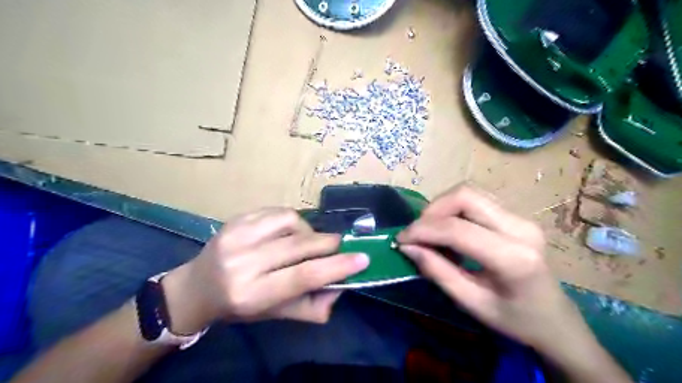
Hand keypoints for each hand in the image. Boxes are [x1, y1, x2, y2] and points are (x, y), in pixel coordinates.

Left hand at [162, 207, 370, 333]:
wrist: (197, 287)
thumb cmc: (239, 306)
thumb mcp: (275, 315)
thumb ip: (311, 307)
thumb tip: (340, 289)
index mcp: (252, 294)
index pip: (302, 276)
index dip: (337, 267)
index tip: (362, 259)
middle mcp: (242, 263)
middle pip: (299, 246)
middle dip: (328, 243)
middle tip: (339, 245)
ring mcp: (236, 236)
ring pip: (291, 222)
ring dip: (309, 230)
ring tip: (308, 241)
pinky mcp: (235, 219)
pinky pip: (278, 211)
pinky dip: (293, 221)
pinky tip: (290, 231)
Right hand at [394, 186, 585, 352]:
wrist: (556, 318)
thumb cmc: (515, 319)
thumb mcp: (471, 303)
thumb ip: (438, 272)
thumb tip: (407, 247)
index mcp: (513, 257)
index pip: (457, 228)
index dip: (423, 230)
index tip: (401, 240)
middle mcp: (520, 227)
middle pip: (465, 196)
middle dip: (432, 210)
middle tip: (417, 233)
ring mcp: (521, 217)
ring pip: (469, 192)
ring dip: (441, 207)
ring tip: (430, 231)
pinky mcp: (516, 215)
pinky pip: (477, 199)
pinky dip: (454, 209)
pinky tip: (448, 228)